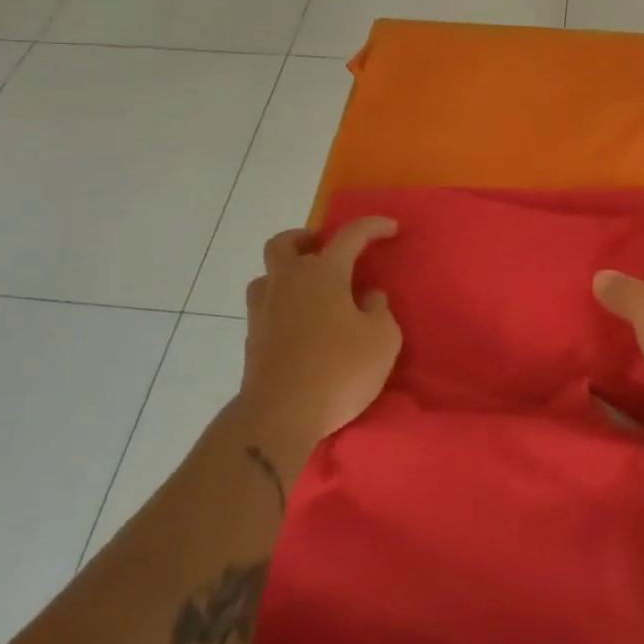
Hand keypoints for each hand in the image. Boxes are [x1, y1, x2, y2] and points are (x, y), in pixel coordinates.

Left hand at [238, 218, 401, 463]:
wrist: (279, 416)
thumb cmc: (338, 370)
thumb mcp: (382, 340)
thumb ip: (379, 311)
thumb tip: (369, 297)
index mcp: (323, 273)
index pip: (350, 235)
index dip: (372, 226)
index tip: (391, 227)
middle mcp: (288, 282)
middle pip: (284, 243)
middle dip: (304, 239)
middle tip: (324, 251)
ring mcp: (264, 310)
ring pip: (267, 276)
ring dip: (286, 274)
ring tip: (309, 292)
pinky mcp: (252, 339)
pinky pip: (264, 307)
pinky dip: (281, 307)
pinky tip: (298, 326)